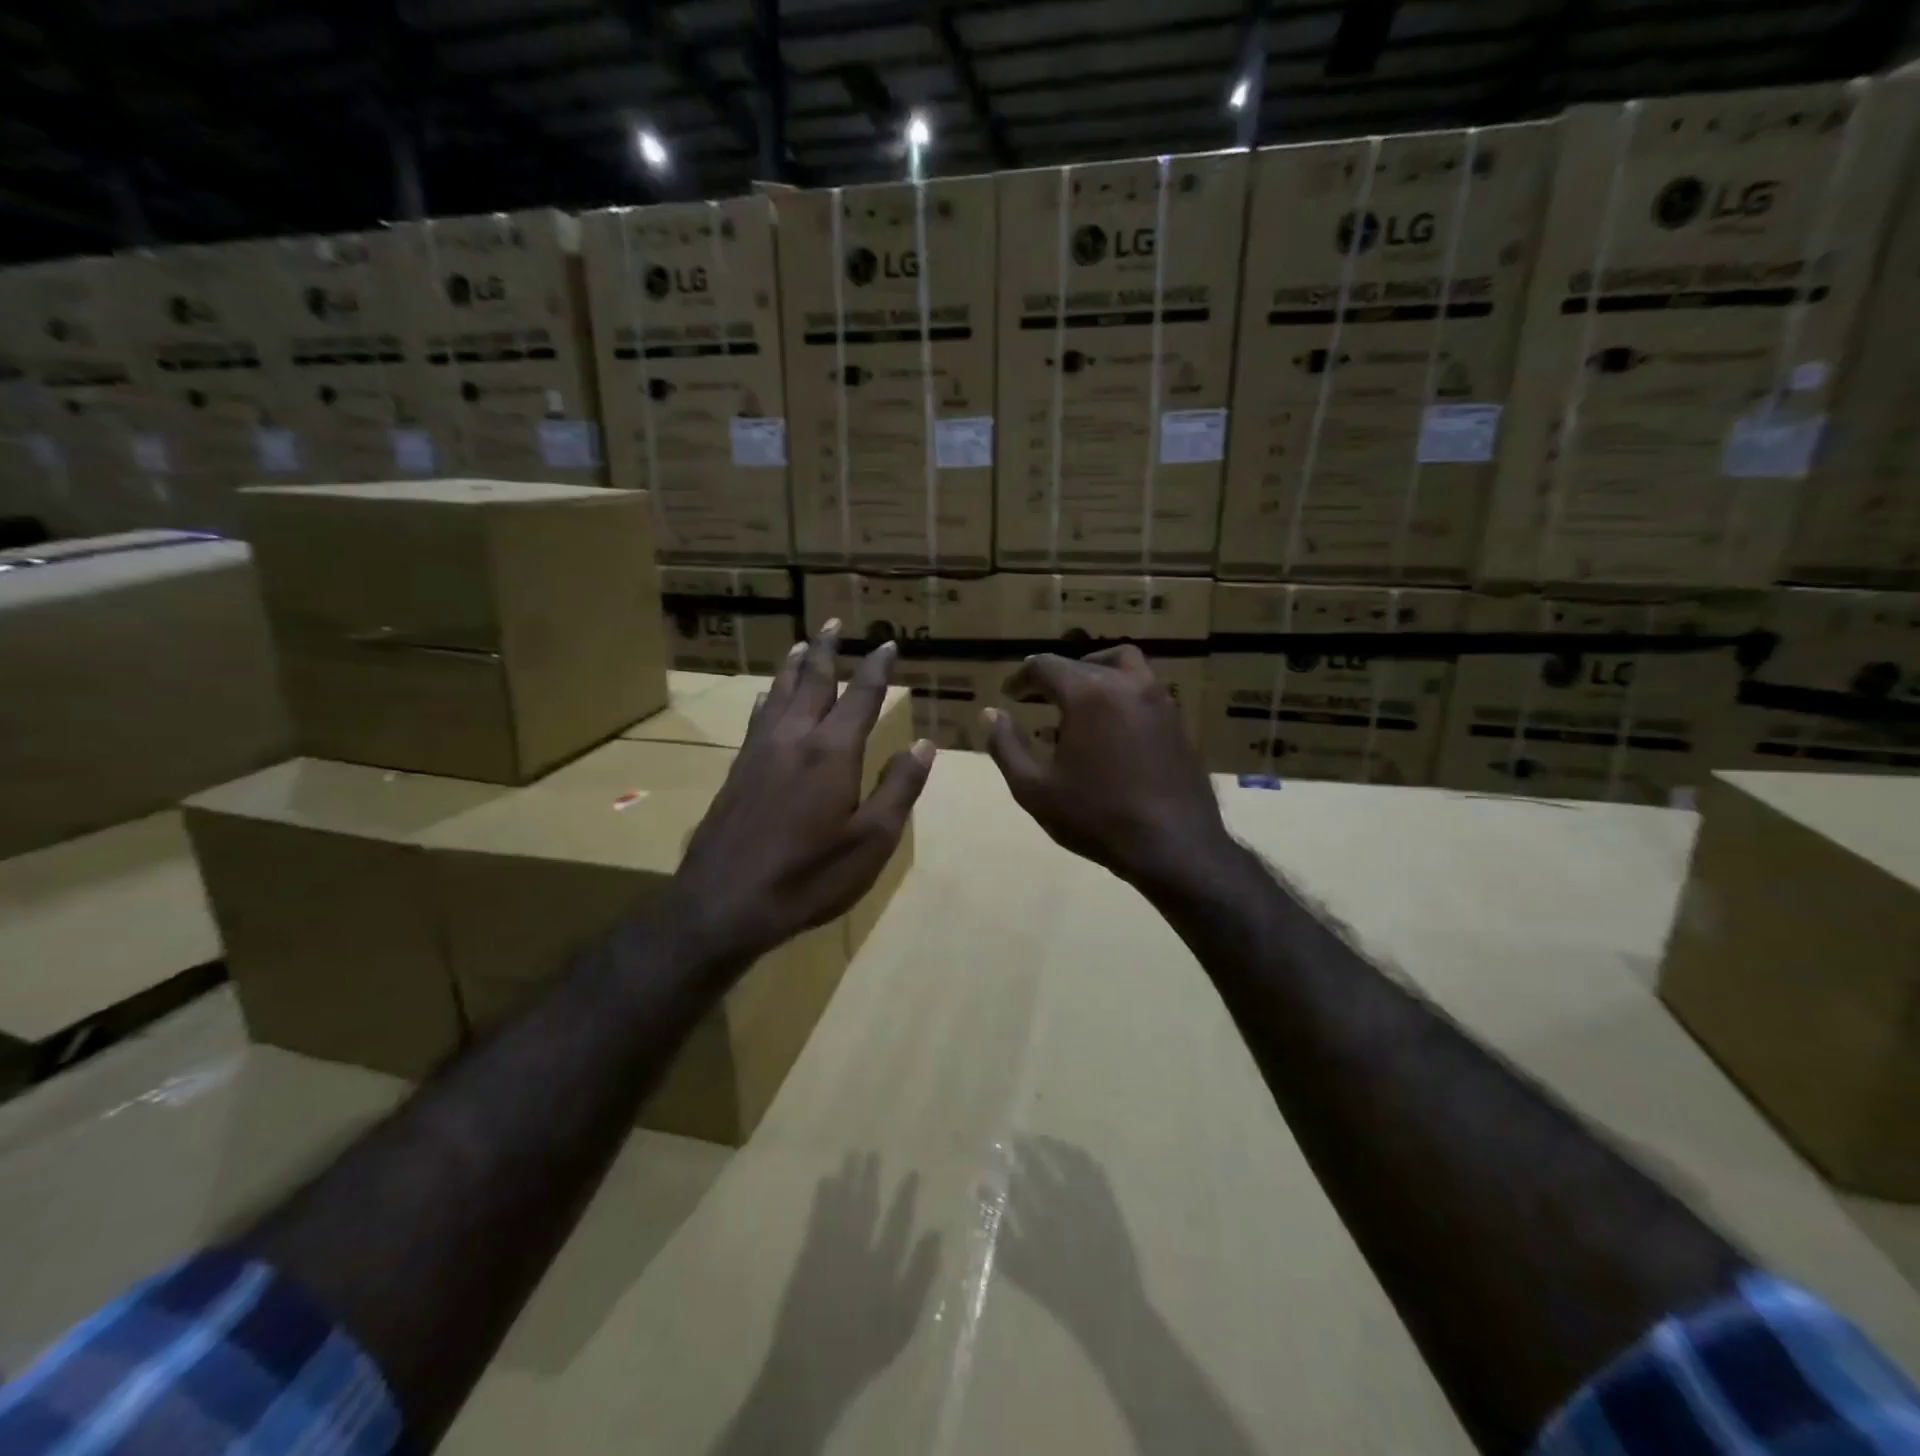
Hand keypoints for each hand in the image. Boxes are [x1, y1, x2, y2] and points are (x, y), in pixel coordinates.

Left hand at [671, 623, 932, 967]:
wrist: (723, 903)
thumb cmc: (809, 876)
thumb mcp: (871, 840)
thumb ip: (898, 788)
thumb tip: (923, 744)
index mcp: (833, 752)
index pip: (860, 696)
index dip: (876, 668)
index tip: (887, 644)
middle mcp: (794, 739)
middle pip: (812, 681)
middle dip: (826, 650)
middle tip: (833, 622)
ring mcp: (760, 752)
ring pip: (779, 693)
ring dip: (793, 666)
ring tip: (801, 644)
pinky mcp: (738, 771)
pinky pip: (757, 717)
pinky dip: (767, 697)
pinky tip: (764, 696)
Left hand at [714, 1152, 939, 1455]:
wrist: (810, 1371)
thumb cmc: (862, 1350)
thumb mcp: (902, 1321)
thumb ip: (919, 1276)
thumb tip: (935, 1234)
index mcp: (882, 1265)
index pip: (898, 1222)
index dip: (905, 1196)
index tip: (912, 1172)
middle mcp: (856, 1249)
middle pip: (865, 1205)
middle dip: (869, 1178)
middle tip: (871, 1152)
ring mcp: (829, 1250)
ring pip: (840, 1205)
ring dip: (846, 1179)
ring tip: (850, 1155)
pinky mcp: (807, 1257)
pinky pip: (816, 1218)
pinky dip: (821, 1198)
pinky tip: (824, 1180)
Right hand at [983, 646, 1231, 893]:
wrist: (1173, 846)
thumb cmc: (1096, 817)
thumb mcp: (1034, 788)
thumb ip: (1006, 746)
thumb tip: (991, 714)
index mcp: (1089, 693)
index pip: (1046, 666)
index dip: (1022, 677)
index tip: (1010, 694)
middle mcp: (1127, 684)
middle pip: (1084, 663)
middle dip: (1056, 677)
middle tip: (1038, 698)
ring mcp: (1159, 701)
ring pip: (1123, 666)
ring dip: (1095, 675)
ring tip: (1078, 704)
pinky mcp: (1178, 723)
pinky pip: (1144, 691)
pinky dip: (1120, 695)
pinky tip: (1110, 731)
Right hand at [1002, 1137, 1145, 1341]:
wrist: (1110, 1308)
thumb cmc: (1061, 1293)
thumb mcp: (1021, 1269)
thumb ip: (998, 1234)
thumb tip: (979, 1195)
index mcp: (1040, 1224)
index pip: (1016, 1185)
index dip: (1004, 1167)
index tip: (995, 1154)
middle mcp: (1063, 1206)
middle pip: (1039, 1167)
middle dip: (1024, 1150)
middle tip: (1015, 1138)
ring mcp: (1088, 1200)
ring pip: (1066, 1160)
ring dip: (1051, 1145)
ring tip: (1039, 1139)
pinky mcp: (1107, 1200)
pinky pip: (1092, 1167)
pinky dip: (1078, 1154)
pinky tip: (1069, 1151)